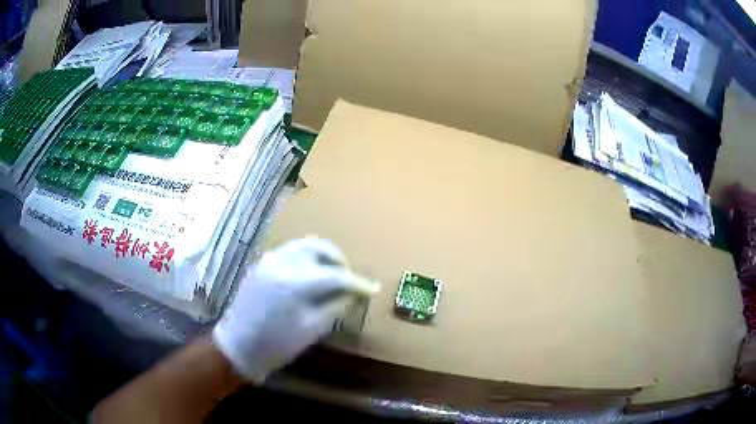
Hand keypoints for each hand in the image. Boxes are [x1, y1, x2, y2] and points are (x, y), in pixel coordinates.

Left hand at [212, 238, 376, 382]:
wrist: (237, 345)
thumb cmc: (276, 344)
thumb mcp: (312, 329)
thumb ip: (335, 307)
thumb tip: (353, 294)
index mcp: (296, 283)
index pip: (336, 275)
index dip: (357, 283)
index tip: (372, 289)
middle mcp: (283, 263)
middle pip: (320, 249)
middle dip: (339, 261)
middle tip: (350, 278)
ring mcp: (269, 260)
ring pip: (304, 245)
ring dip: (323, 255)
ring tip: (333, 273)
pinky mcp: (261, 264)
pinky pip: (289, 251)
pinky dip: (306, 256)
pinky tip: (311, 272)